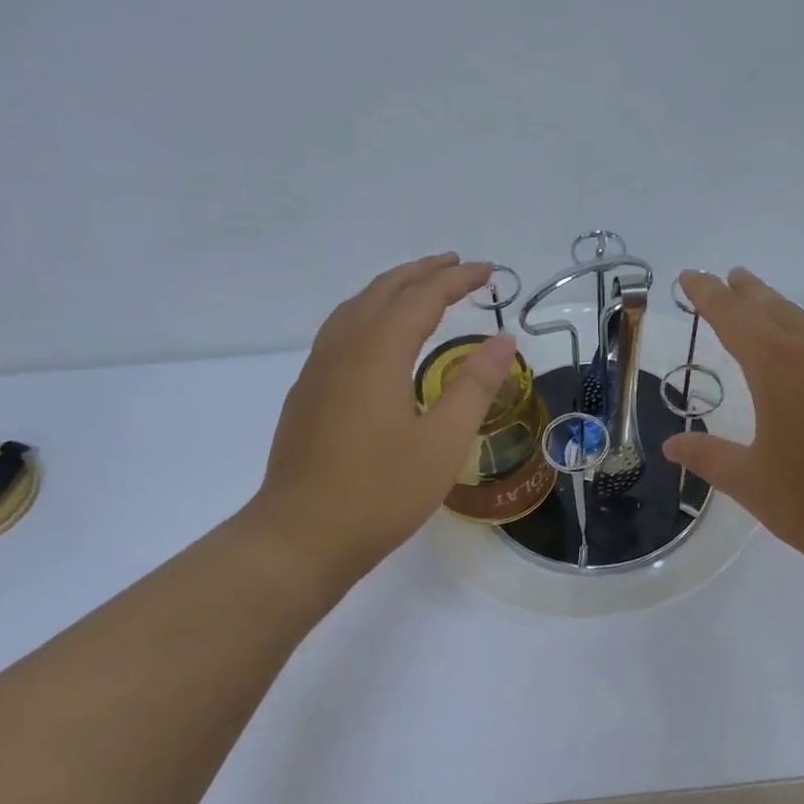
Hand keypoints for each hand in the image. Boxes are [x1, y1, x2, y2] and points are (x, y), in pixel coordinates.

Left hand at [244, 253, 516, 592]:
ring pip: (355, 307)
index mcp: (378, 352)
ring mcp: (318, 370)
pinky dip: (369, 312)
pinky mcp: (307, 392)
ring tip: (421, 288)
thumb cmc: (381, 493)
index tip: (489, 271)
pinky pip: (340, 330)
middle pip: (384, 290)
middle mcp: (342, 348)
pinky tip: (379, 336)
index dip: (457, 279)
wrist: (301, 537)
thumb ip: (474, 386)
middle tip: (459, 266)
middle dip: (423, 272)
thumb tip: (502, 340)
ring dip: (392, 288)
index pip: (423, 297)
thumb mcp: (443, 442)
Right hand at [662, 268, 803, 594]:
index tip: (691, 275)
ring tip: (772, 322)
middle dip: (749, 293)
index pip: (733, 317)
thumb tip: (671, 446)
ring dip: (787, 321)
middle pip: (777, 310)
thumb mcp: (752, 484)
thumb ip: (709, 457)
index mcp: (778, 369)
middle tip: (732, 277)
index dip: (707, 294)